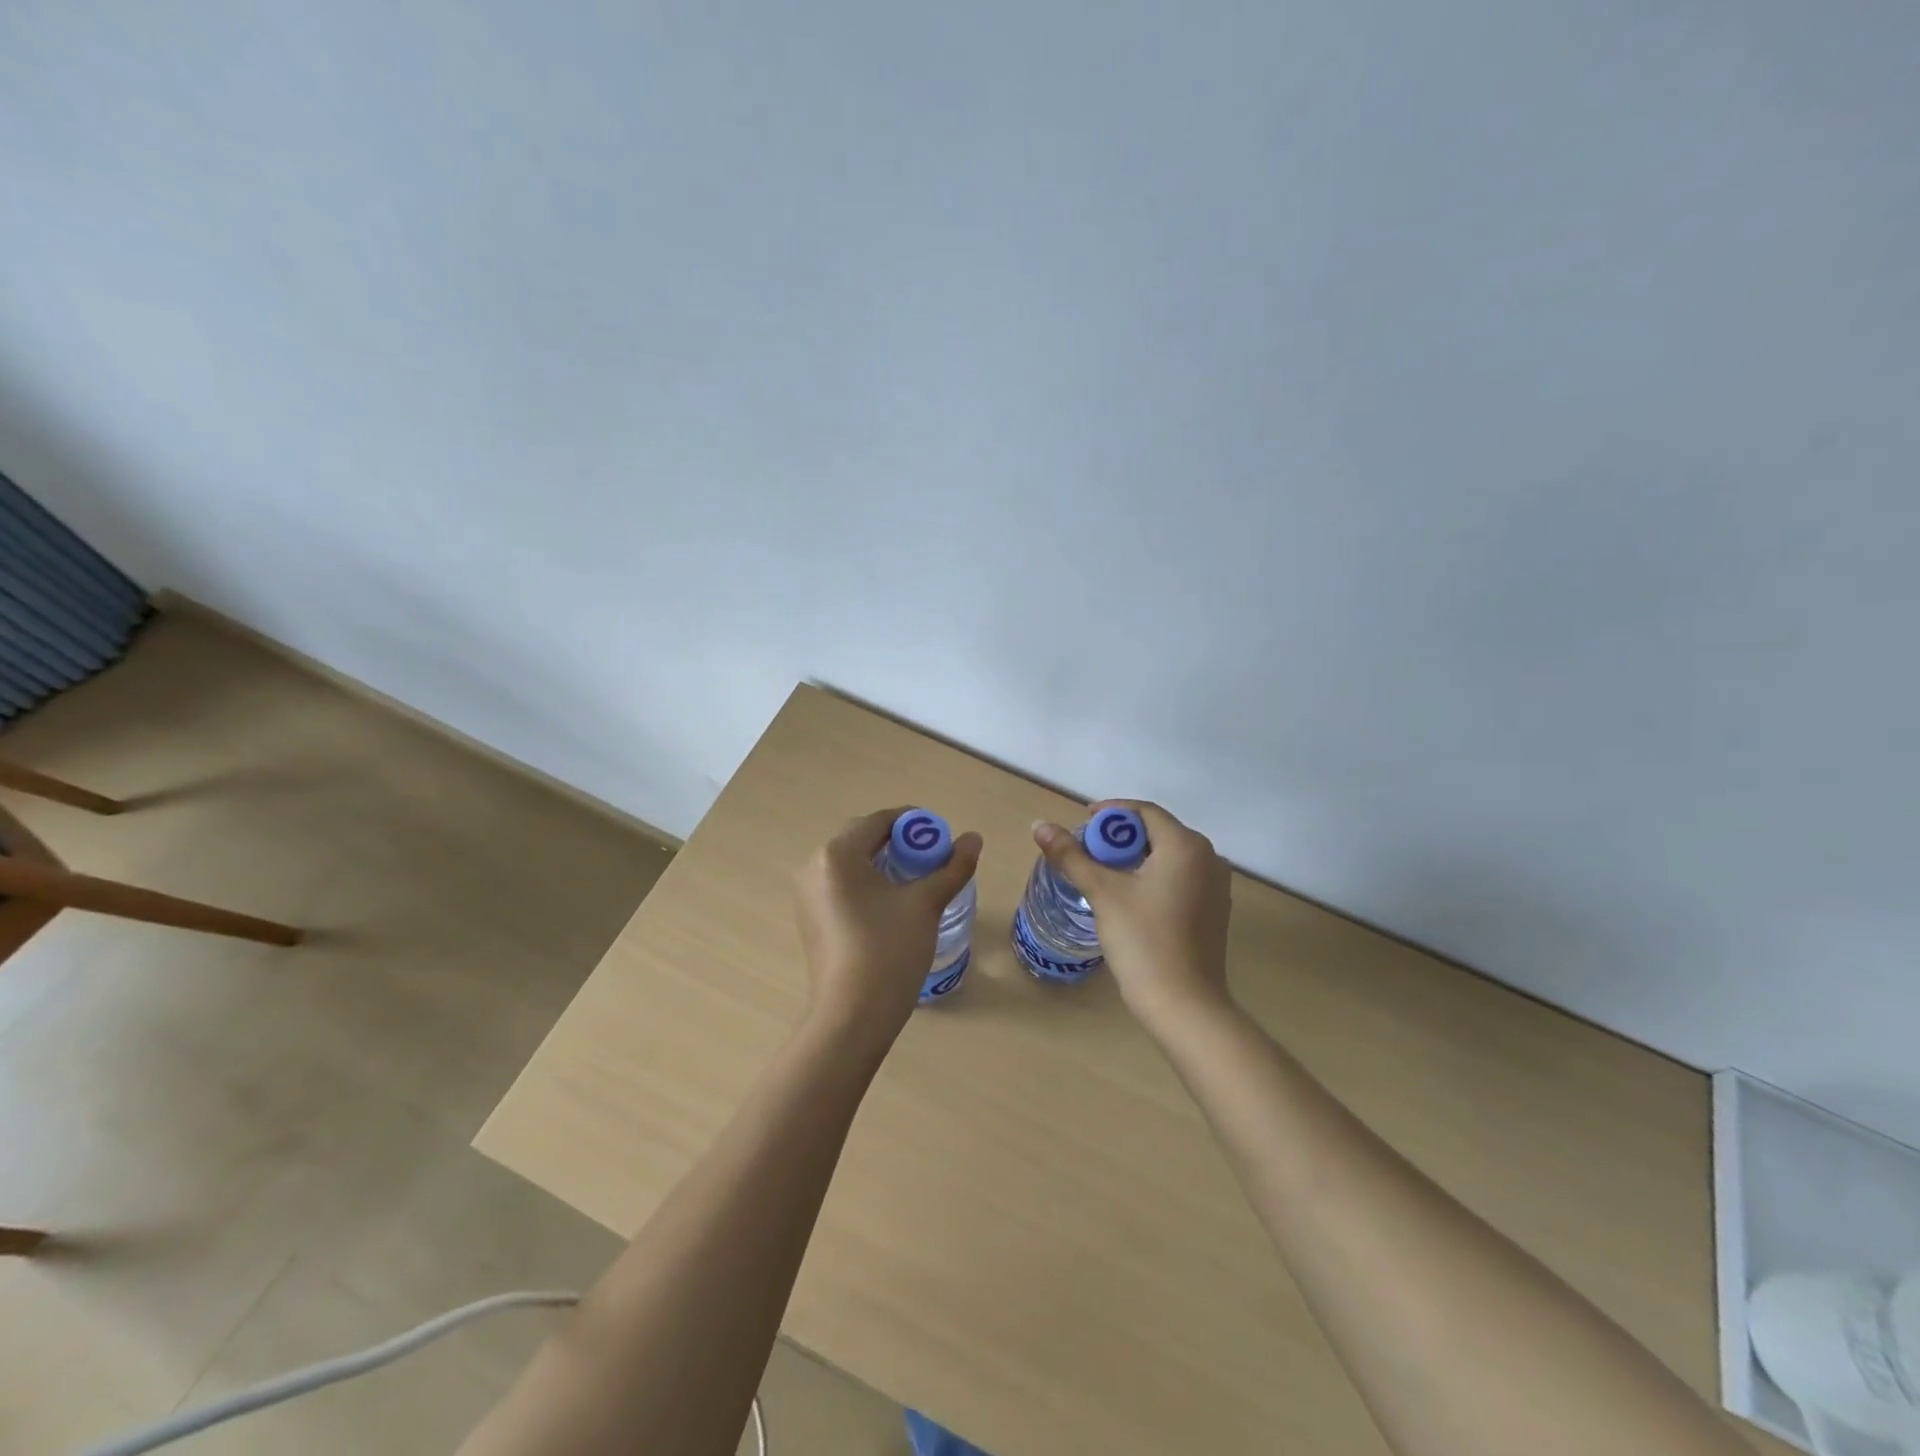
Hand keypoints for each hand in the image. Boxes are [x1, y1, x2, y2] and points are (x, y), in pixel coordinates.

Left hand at [794, 807, 982, 1051]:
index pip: (879, 820)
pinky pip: (843, 885)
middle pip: (863, 838)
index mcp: (837, 854)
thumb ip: (952, 868)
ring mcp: (808, 895)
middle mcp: (815, 866)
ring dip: (886, 863)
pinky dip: (869, 884)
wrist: (852, 1018)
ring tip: (919, 880)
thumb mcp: (925, 904)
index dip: (914, 823)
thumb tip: (974, 839)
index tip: (942, 837)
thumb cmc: (888, 952)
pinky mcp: (812, 918)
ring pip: (853, 863)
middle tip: (933, 859)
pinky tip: (894, 904)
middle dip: (900, 842)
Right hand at [1031, 800, 1232, 1030]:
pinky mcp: (1214, 912)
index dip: (1111, 812)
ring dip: (1137, 857)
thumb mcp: (1102, 892)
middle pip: (1159, 832)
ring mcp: (1216, 887)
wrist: (1184, 1005)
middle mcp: (1209, 858)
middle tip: (1088, 852)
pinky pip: (1181, 878)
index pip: (1145, 811)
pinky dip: (1154, 877)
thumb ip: (1070, 855)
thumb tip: (1039, 825)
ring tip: (1104, 874)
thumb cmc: (1142, 940)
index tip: (1083, 824)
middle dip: (1121, 837)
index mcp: (1186, 845)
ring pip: (1170, 856)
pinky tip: (1131, 898)